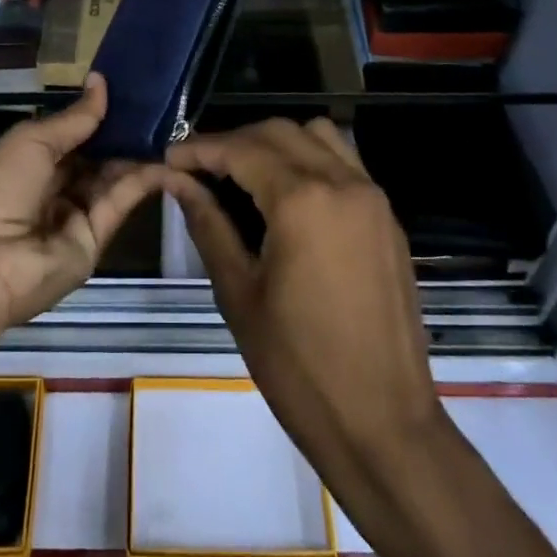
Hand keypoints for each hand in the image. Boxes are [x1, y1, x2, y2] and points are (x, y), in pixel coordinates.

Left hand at [0, 74, 172, 330]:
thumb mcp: (30, 141)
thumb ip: (73, 118)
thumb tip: (101, 81)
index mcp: (24, 162)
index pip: (67, 136)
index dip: (94, 116)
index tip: (127, 91)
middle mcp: (49, 188)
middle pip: (91, 158)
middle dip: (119, 134)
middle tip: (156, 106)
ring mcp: (72, 216)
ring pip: (109, 179)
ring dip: (135, 154)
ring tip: (168, 126)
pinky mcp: (94, 240)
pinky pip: (119, 204)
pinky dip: (142, 181)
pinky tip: (166, 158)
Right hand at [165, 118, 443, 469]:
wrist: (383, 425)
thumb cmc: (298, 366)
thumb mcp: (239, 293)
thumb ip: (208, 224)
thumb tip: (178, 181)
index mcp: (302, 200)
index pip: (241, 149)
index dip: (200, 148)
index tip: (169, 157)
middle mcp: (342, 182)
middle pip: (280, 132)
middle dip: (235, 140)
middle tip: (199, 168)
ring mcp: (372, 197)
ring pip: (317, 136)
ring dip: (276, 142)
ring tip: (243, 175)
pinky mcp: (387, 218)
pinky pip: (344, 163)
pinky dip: (310, 159)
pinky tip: (286, 195)